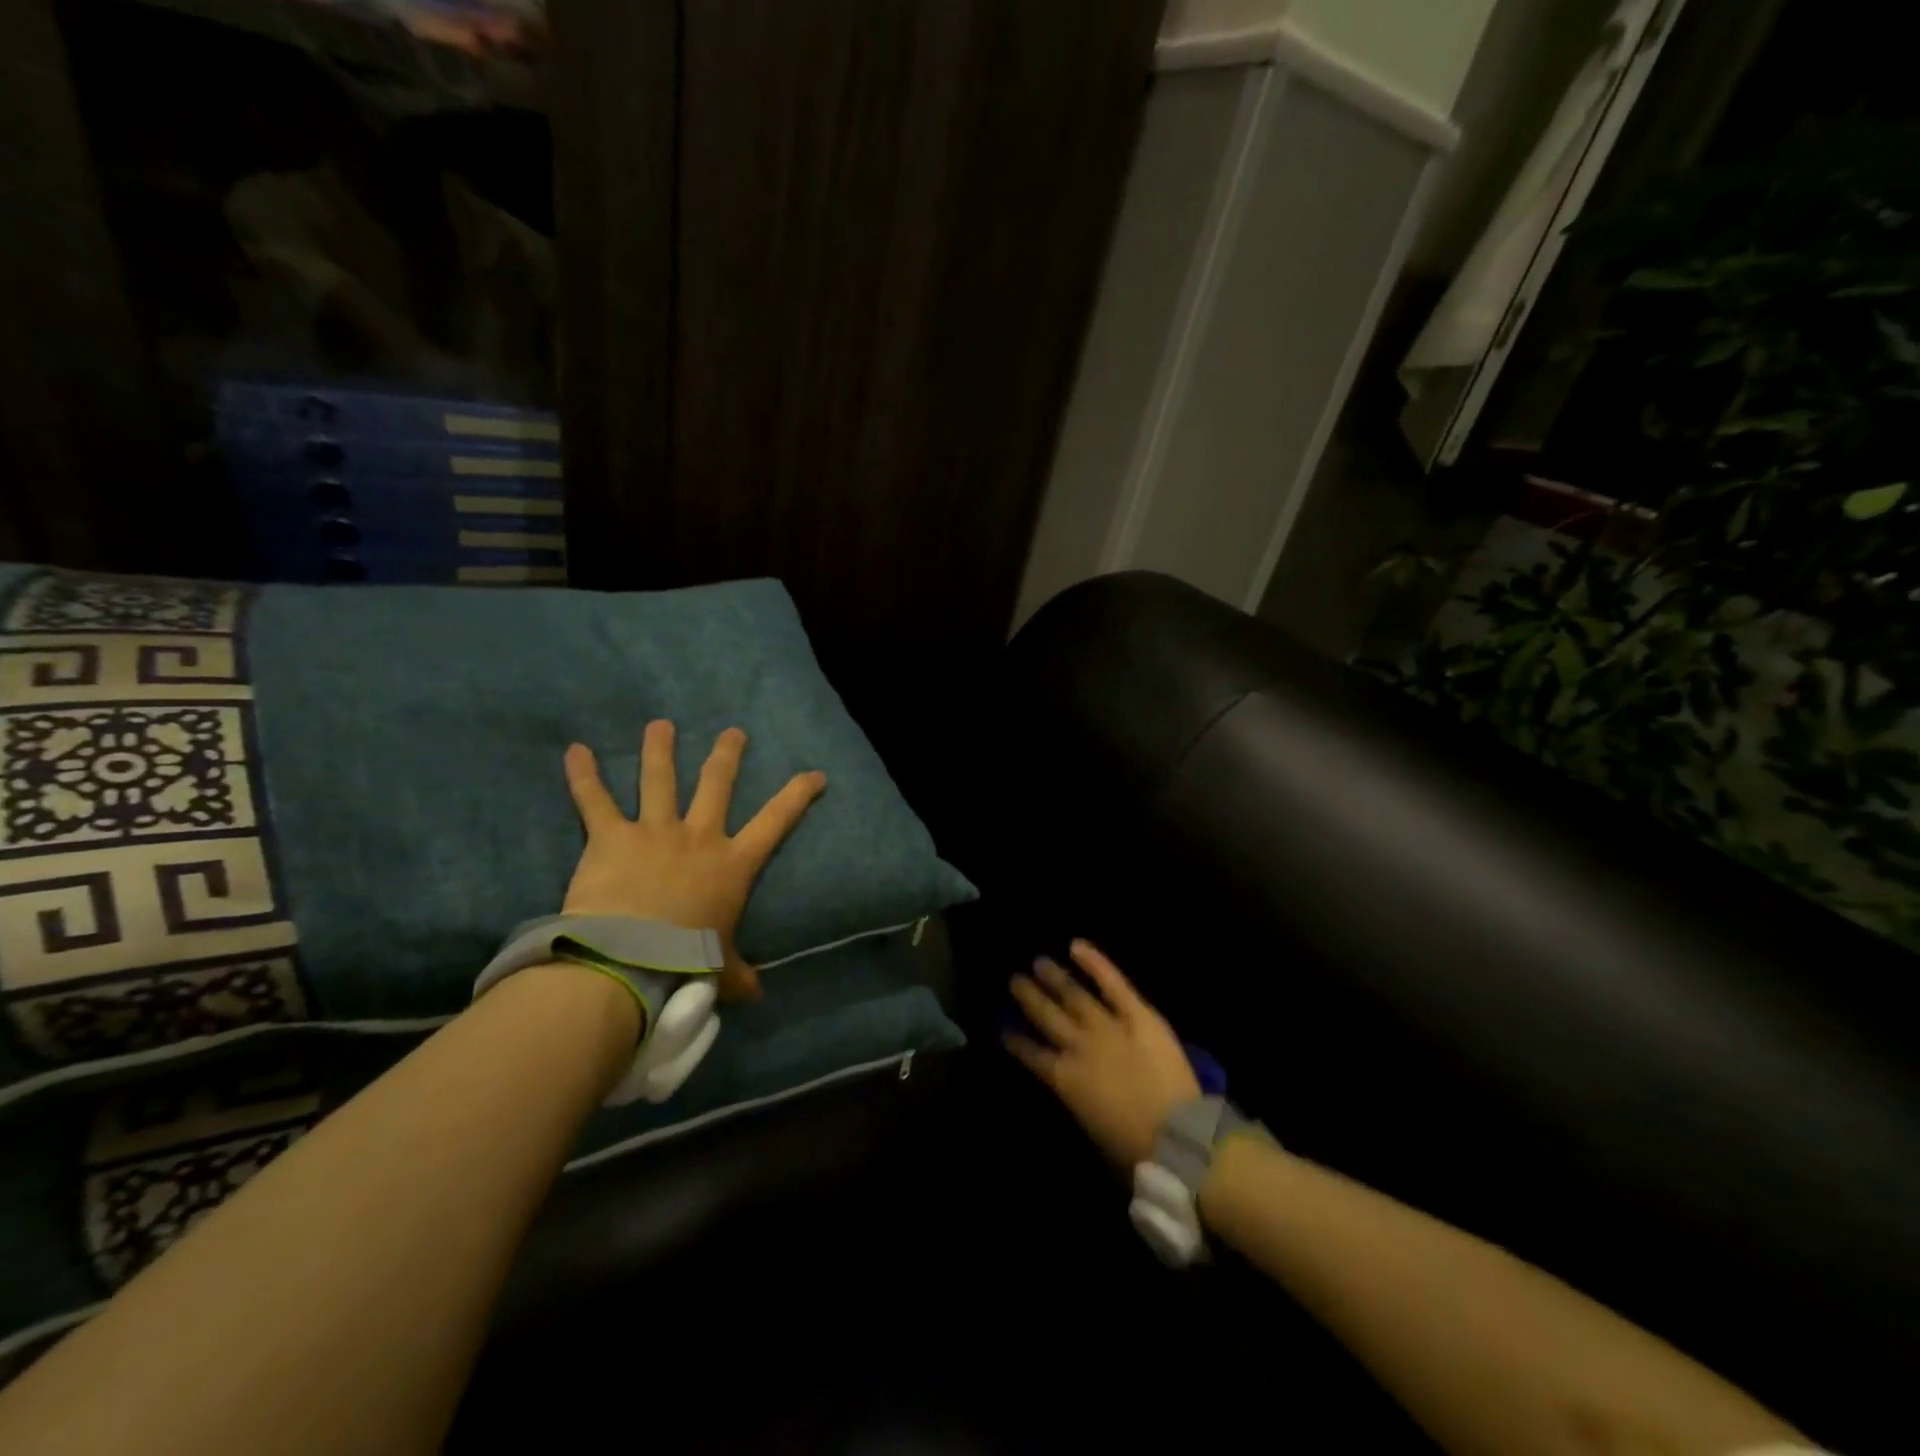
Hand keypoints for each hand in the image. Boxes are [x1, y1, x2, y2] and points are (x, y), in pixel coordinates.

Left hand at [561, 720, 826, 1002]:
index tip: (815, 773)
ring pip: (659, 778)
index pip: (776, 821)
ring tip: (661, 724)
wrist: (630, 959)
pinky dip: (583, 775)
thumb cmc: (685, 961)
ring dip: (660, 748)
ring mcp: (655, 830)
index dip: (798, 794)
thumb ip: (738, 976)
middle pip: (717, 784)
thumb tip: (758, 996)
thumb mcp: (720, 970)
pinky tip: (575, 750)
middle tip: (733, 733)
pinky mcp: (611, 836)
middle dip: (727, 755)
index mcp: (733, 863)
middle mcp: (699, 836)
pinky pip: (595, 800)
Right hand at [1006, 941, 1199, 1167]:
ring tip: (1038, 962)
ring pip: (1072, 996)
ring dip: (1054, 978)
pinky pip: (1112, 983)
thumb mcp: (1092, 1130)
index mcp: (1065, 1080)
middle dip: (1029, 998)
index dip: (1016, 1042)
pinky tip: (1075, 945)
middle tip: (1014, 980)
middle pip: (1047, 1017)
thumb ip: (1078, 1101)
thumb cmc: (1134, 1148)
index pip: (1032, 1056)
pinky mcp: (1137, 1015)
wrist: (1175, 1137)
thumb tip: (1074, 1089)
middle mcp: (1078, 1047)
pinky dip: (1095, 962)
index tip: (1003, 1028)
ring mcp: (1106, 1026)